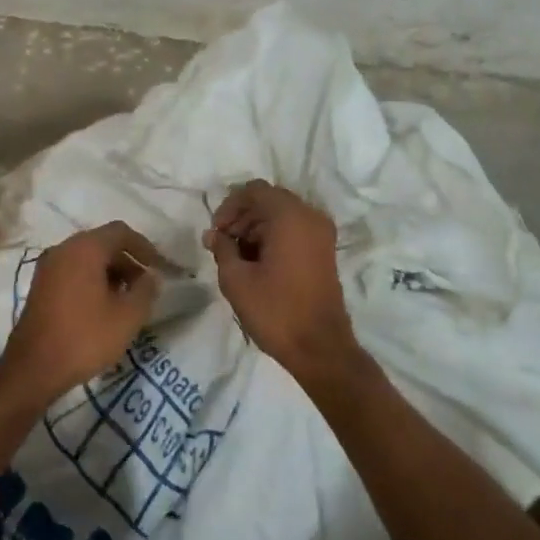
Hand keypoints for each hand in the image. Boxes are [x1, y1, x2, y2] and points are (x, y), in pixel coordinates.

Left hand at [1, 222, 160, 406]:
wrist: (33, 369)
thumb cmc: (85, 337)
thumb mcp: (128, 316)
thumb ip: (146, 290)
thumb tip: (151, 276)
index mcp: (85, 248)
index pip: (121, 232)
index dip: (145, 247)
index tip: (160, 268)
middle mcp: (63, 249)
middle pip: (103, 243)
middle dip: (128, 261)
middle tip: (145, 286)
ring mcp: (48, 267)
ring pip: (87, 258)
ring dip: (111, 273)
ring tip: (127, 300)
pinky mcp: (40, 286)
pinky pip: (73, 272)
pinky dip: (92, 280)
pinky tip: (103, 307)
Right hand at [203, 181, 361, 386]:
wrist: (320, 348)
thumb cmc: (276, 311)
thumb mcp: (237, 280)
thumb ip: (222, 249)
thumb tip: (214, 235)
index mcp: (290, 216)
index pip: (254, 191)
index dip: (229, 206)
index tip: (216, 232)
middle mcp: (310, 216)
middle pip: (269, 200)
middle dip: (242, 217)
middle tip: (222, 244)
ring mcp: (322, 234)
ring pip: (282, 215)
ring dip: (256, 228)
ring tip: (236, 256)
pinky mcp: (325, 251)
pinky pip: (295, 230)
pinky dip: (273, 237)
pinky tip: (256, 263)